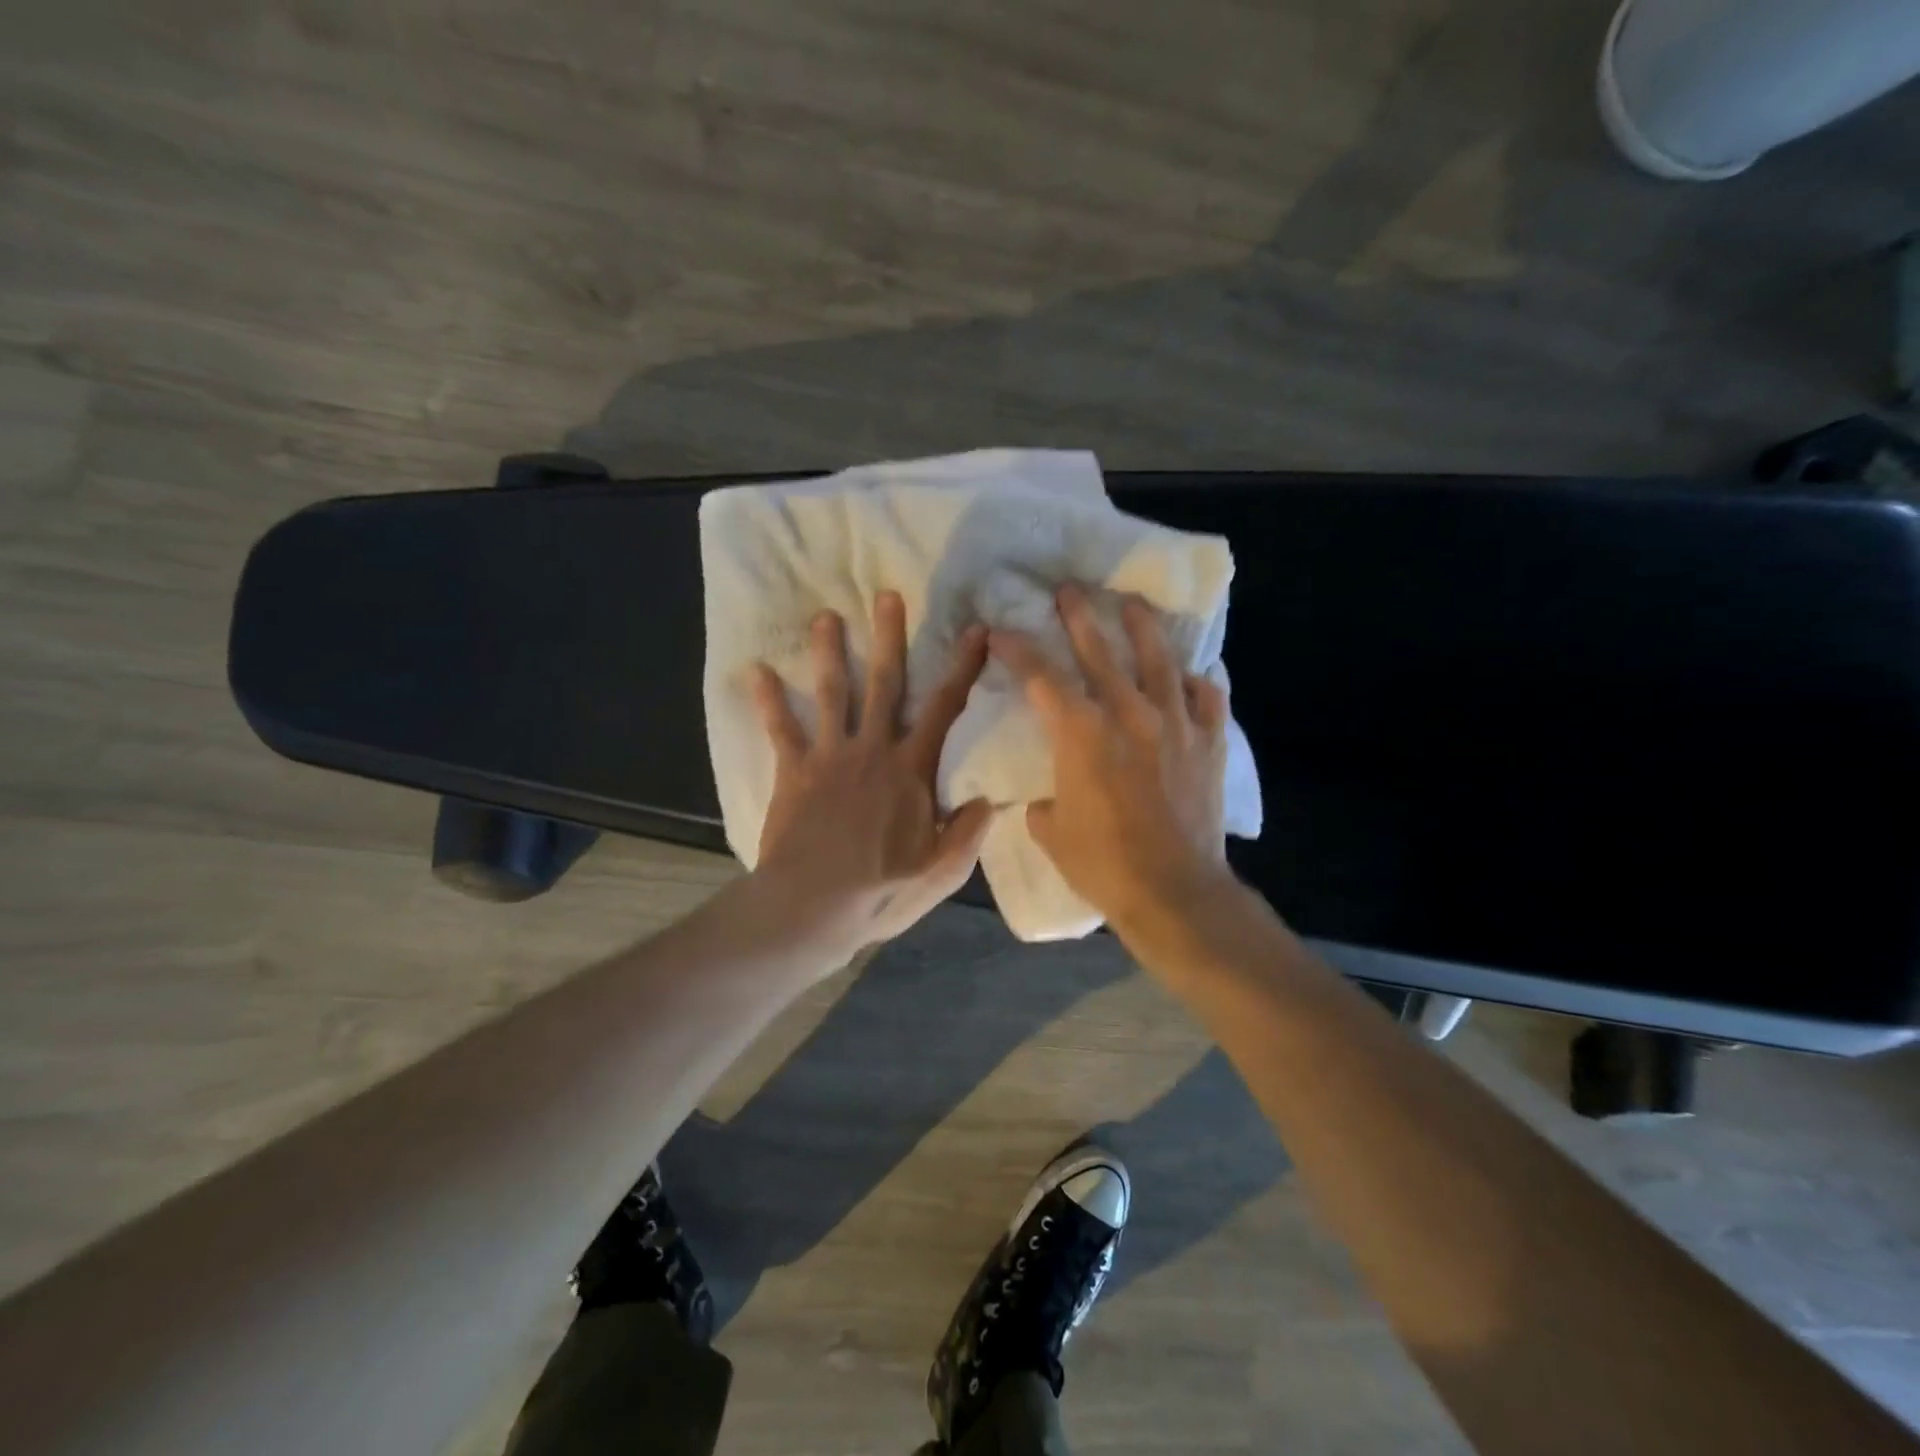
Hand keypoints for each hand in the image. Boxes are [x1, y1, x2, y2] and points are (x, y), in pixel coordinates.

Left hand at [747, 591, 991, 961]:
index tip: (975, 631)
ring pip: (832, 693)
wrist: (810, 907)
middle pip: (885, 684)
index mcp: (911, 770)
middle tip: (887, 596)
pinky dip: (767, 700)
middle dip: (889, 638)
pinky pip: (780, 729)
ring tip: (825, 616)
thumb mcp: (940, 872)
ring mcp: (829, 757)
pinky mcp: (793, 772)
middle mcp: (872, 750)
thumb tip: (987, 799)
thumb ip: (966, 833)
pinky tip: (756, 671)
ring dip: (830, 652)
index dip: (962, 667)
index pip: (945, 709)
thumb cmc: (880, 892)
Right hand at [990, 584, 1230, 930]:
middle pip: (1100, 651)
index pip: (1041, 677)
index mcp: (1081, 733)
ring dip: (1142, 628)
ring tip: (1133, 604)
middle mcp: (1129, 714)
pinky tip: (1192, 676)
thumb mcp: (1051, 831)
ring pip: (1159, 660)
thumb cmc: (1103, 863)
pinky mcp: (1209, 743)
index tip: (1000, 632)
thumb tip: (1048, 796)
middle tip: (1069, 590)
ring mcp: (1176, 724)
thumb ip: (1044, 801)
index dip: (1017, 650)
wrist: (1174, 891)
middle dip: (1079, 617)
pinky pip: (1207, 698)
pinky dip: (1198, 683)